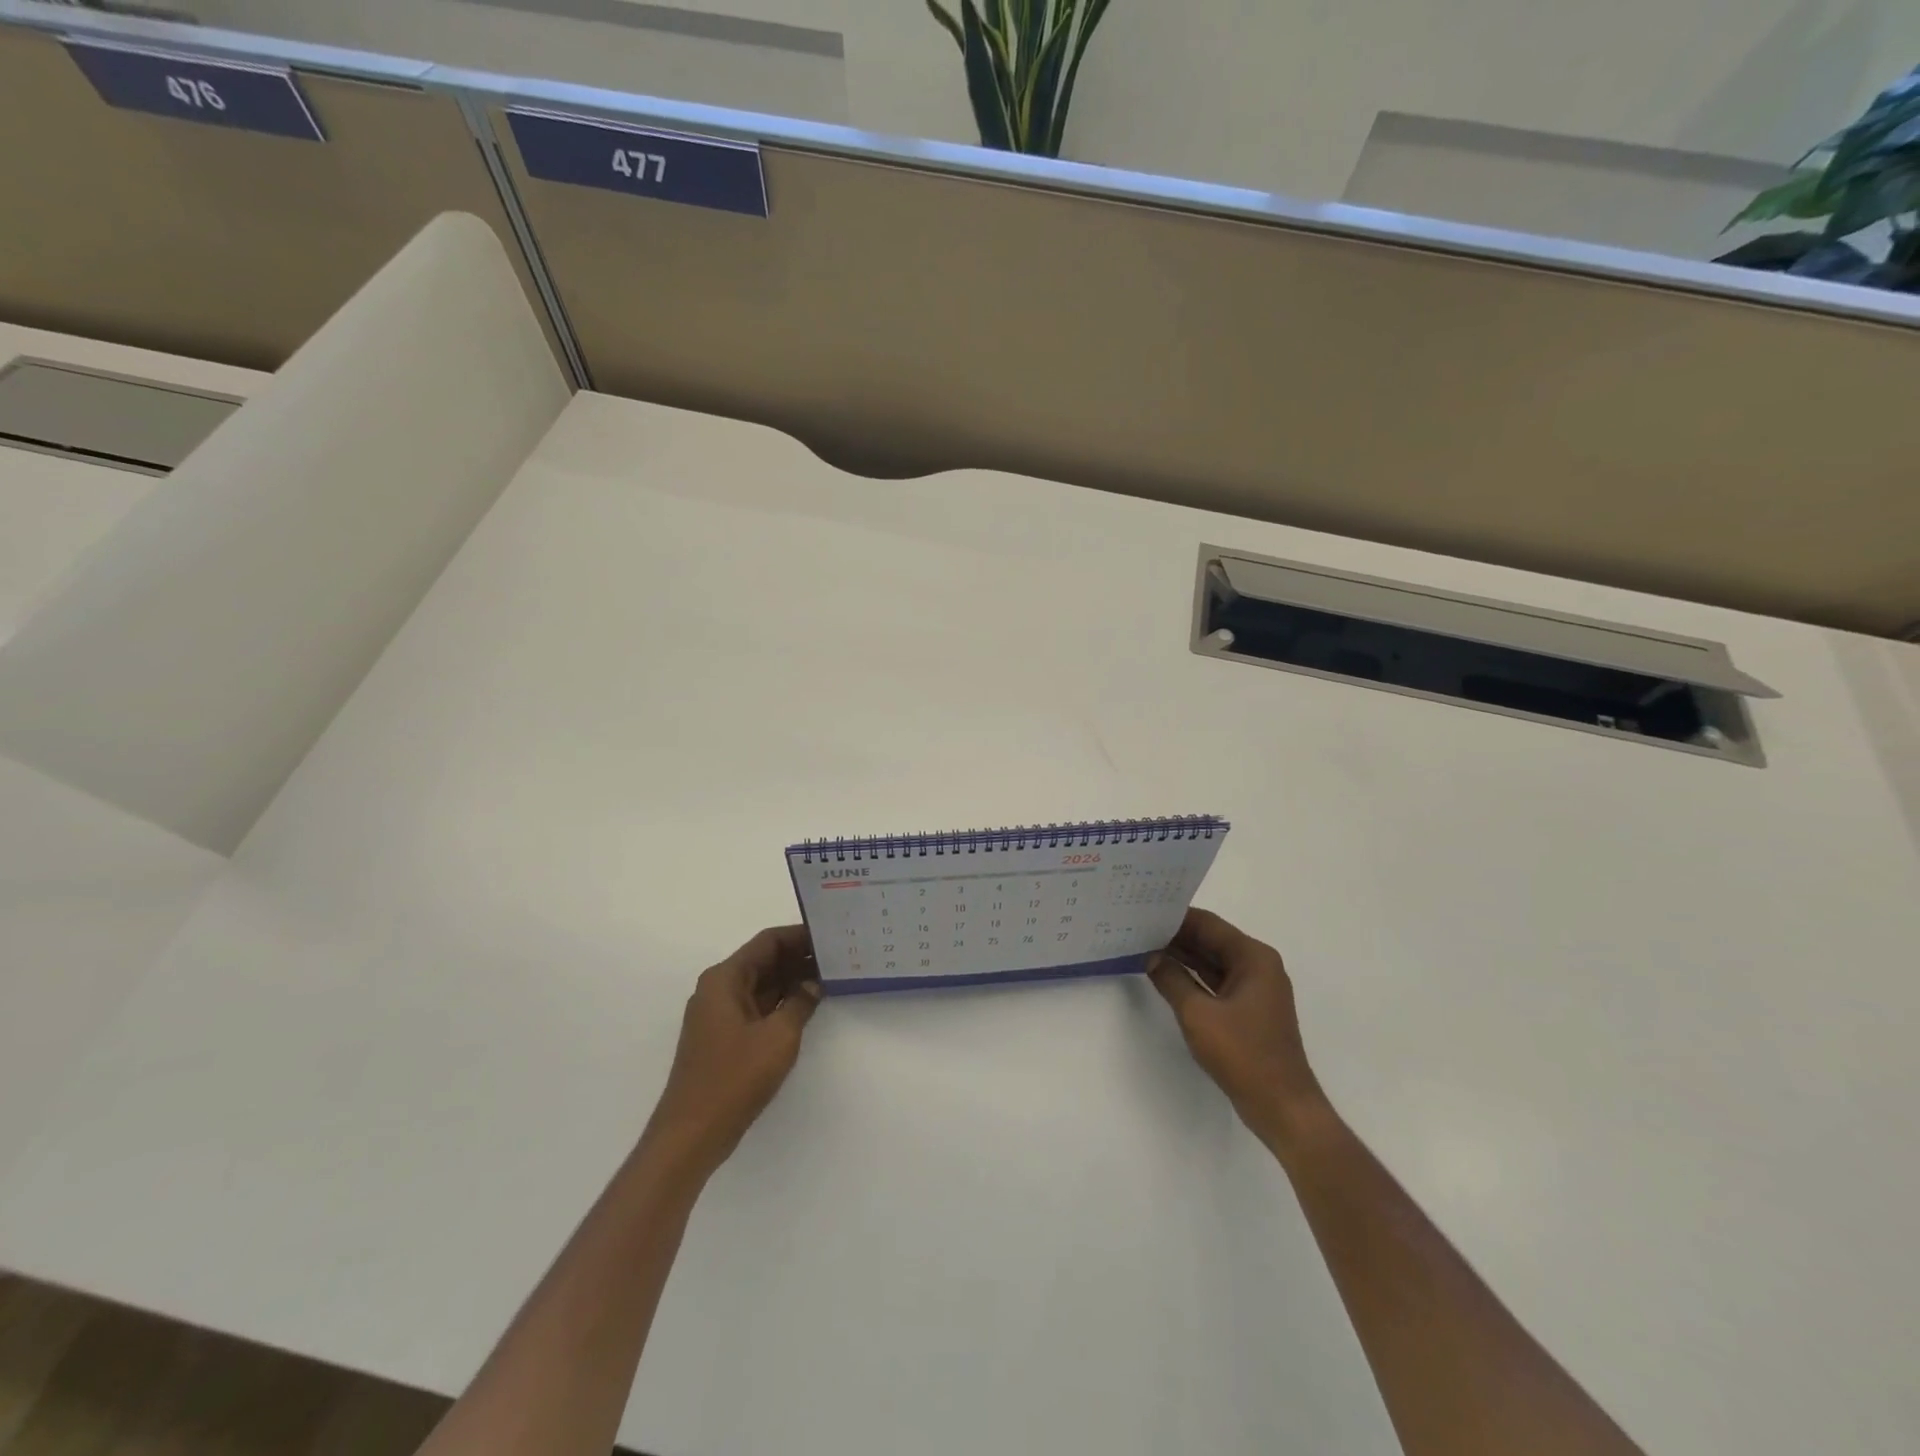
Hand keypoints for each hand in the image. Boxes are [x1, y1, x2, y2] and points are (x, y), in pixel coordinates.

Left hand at [645, 926, 821, 1176]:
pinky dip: (782, 1002)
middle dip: (799, 957)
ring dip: (792, 980)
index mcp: (725, 979)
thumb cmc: (734, 1078)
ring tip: (831, 976)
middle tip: (838, 955)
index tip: (831, 934)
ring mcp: (719, 1014)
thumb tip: (814, 983)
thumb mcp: (778, 1037)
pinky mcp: (724, 1037)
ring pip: (762, 984)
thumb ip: (800, 1003)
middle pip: (764, 960)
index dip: (800, 936)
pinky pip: (757, 1006)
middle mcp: (718, 989)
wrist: (691, 1134)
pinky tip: (808, 1005)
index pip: (768, 942)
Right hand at [1149, 909, 1331, 1152]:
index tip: (1143, 911)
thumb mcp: (1198, 1014)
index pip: (1208, 924)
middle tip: (1137, 927)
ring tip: (1143, 946)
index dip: (1175, 917)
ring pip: (1212, 961)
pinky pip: (1215, 981)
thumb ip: (1171, 979)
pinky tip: (1164, 975)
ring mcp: (1254, 989)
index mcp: (1253, 958)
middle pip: (1211, 940)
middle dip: (1175, 935)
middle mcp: (1258, 966)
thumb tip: (1151, 956)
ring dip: (1182, 956)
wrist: (1282, 1106)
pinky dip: (1192, 977)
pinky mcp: (1248, 1009)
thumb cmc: (1243, 1054)